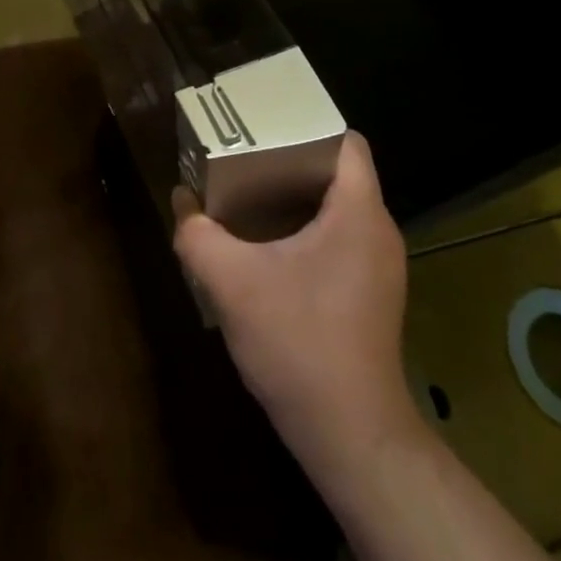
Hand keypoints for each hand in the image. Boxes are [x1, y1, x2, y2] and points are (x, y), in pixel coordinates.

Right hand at [172, 132, 421, 503]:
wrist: (350, 436)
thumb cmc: (298, 343)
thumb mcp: (231, 282)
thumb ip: (197, 234)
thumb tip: (181, 200)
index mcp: (357, 212)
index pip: (346, 141)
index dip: (306, 124)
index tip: (265, 125)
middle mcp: (378, 230)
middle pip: (338, 170)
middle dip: (290, 157)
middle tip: (244, 155)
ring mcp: (379, 265)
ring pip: (339, 205)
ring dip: (296, 195)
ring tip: (249, 193)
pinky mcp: (372, 293)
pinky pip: (340, 236)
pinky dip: (307, 227)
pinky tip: (268, 246)